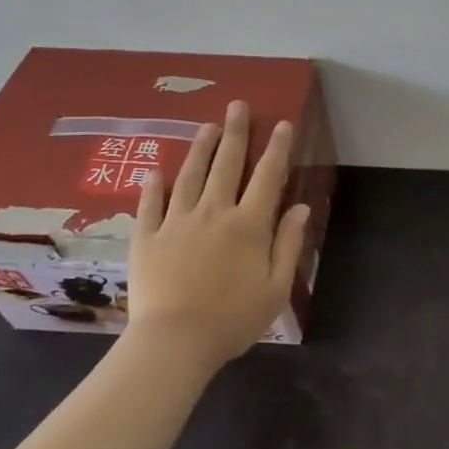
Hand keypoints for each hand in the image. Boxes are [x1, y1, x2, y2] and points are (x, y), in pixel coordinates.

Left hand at [125, 100, 309, 367]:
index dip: (276, 148)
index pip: (267, 176)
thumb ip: (289, 244)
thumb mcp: (276, 287)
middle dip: (234, 133)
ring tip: (205, 127)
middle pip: (226, 165)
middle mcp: (214, 213)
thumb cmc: (233, 319)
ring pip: (190, 176)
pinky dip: (153, 187)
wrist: (174, 343)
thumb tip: (301, 208)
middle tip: (236, 105)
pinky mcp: (147, 238)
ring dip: (200, 149)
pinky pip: (150, 205)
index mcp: (249, 225)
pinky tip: (155, 172)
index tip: (281, 123)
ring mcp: (176, 223)